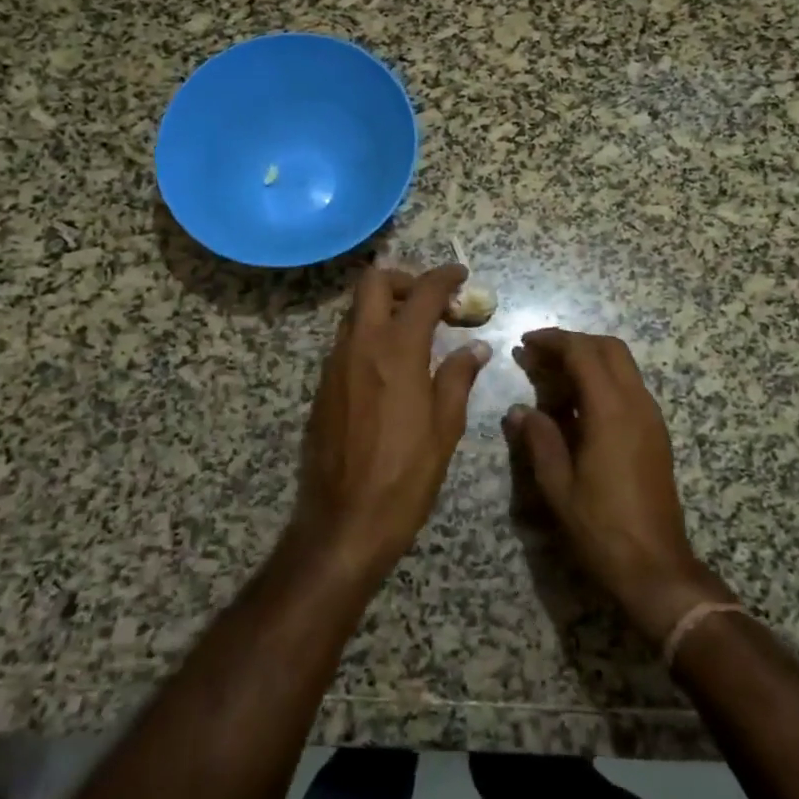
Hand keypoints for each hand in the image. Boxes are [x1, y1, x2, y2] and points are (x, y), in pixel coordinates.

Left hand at [290, 264, 489, 583]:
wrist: (343, 523)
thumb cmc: (404, 477)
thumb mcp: (444, 429)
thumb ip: (458, 378)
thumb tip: (476, 348)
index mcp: (397, 352)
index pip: (422, 293)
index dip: (444, 277)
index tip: (461, 275)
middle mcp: (361, 346)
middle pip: (373, 283)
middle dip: (405, 281)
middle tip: (431, 302)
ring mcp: (335, 364)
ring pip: (356, 311)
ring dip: (385, 307)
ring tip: (415, 332)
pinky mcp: (323, 386)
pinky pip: (347, 340)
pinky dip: (370, 334)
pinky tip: (391, 365)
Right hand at [505, 329, 730, 643]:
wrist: (657, 567)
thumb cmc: (602, 528)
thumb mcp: (559, 487)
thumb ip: (539, 440)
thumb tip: (519, 411)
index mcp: (611, 411)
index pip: (583, 353)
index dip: (554, 341)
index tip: (527, 342)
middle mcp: (637, 404)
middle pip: (609, 348)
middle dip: (574, 342)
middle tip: (540, 353)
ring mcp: (651, 417)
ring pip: (623, 365)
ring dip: (590, 359)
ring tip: (554, 375)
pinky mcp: (656, 433)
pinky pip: (630, 387)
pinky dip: (604, 379)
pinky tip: (579, 405)